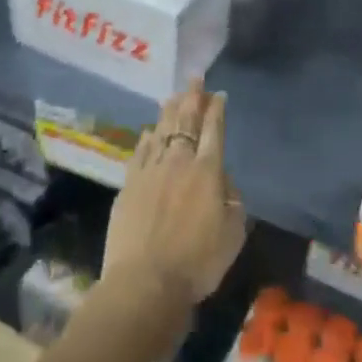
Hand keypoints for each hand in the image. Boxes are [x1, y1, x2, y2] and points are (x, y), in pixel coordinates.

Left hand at [104, 80, 246, 308]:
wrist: (146, 282)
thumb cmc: (198, 262)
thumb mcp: (233, 233)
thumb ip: (232, 200)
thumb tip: (223, 180)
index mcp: (208, 171)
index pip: (214, 130)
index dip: (216, 109)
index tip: (218, 94)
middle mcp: (179, 161)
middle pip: (186, 121)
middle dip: (192, 97)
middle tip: (195, 79)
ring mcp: (150, 171)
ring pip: (161, 131)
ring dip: (169, 111)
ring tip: (173, 96)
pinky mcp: (129, 185)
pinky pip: (140, 152)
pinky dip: (147, 138)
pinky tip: (148, 131)